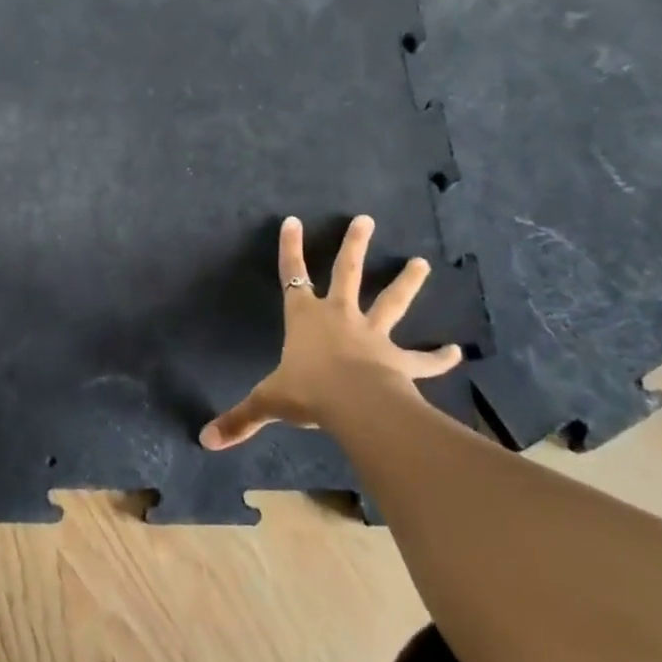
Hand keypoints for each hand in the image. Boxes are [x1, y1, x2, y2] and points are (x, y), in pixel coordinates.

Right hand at [200, 214, 461, 449]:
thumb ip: (240, 419)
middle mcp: (339, 316)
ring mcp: (372, 335)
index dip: (290, 248)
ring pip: (391, 302)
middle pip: (347, 273)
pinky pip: (421, 359)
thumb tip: (206, 441)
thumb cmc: (307, 392)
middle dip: (354, 246)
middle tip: (366, 220)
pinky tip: (456, 352)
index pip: (292, 275)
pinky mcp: (397, 360)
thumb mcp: (267, 402)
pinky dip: (437, 358)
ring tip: (423, 263)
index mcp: (304, 318)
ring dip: (407, 283)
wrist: (354, 404)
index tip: (293, 220)